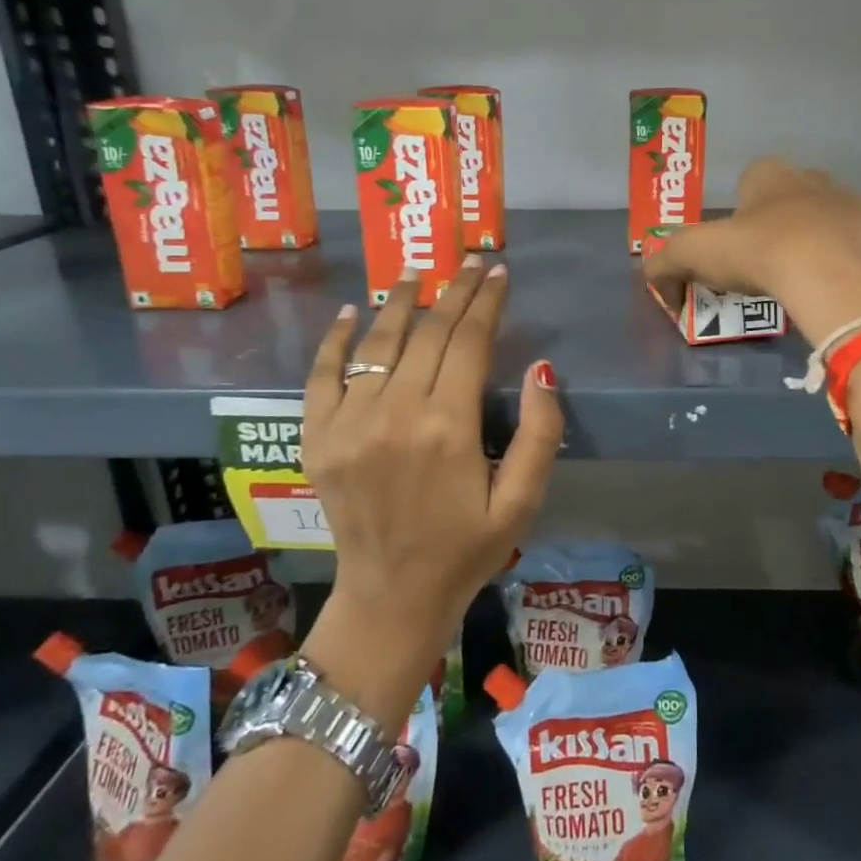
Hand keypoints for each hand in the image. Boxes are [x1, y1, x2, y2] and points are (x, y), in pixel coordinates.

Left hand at [300, 255, 562, 690]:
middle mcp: (396, 414)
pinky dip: (336, 341)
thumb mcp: (522, 502)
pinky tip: (353, 312)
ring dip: (400, 303)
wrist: (392, 597)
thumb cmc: (467, 550)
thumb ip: (540, 434)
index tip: (499, 273)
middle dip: (454, 293)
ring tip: (417, 273)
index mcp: (449, 427)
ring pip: (378, 345)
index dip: (487, 303)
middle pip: (428, 334)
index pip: (470, 342)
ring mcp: (349, 425)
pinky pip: (322, 376)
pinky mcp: (318, 439)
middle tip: (470, 263)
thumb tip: (542, 368)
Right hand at [642, 158, 860, 342]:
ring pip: (830, 218)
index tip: (734, 246)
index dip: (739, 211)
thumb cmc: (761, 253)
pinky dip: (850, 261)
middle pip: (792, 197)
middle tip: (767, 264)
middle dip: (780, 223)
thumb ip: (665, 262)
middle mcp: (815, 178)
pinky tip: (838, 285)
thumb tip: (655, 280)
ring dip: (818, 239)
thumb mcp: (695, 254)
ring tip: (804, 278)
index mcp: (771, 174)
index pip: (750, 180)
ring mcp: (854, 204)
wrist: (832, 277)